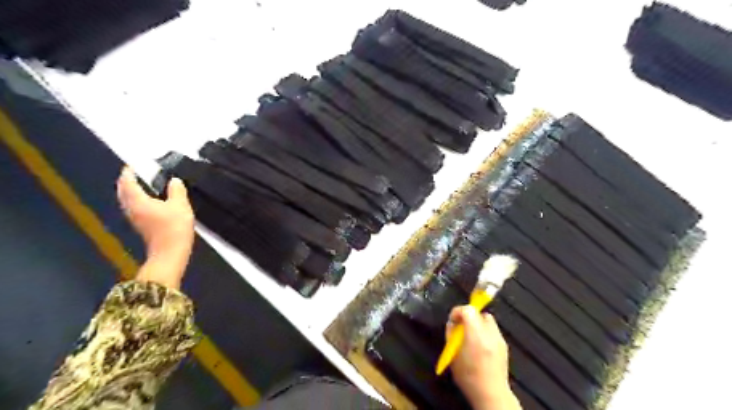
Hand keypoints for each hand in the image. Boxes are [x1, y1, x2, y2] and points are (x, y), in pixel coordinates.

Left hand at [115, 166, 194, 287]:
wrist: (170, 252)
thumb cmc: (174, 228)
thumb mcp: (180, 205)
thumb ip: (177, 190)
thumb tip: (174, 181)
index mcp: (138, 201)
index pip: (128, 183)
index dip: (128, 173)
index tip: (131, 166)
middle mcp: (132, 209)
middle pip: (123, 192)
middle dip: (126, 182)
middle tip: (132, 174)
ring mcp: (135, 219)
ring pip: (127, 201)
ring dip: (130, 191)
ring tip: (139, 185)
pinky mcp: (142, 226)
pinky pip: (134, 208)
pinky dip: (136, 200)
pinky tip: (148, 201)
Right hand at [447, 306, 520, 409]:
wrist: (491, 394)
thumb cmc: (468, 376)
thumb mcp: (452, 356)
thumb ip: (451, 336)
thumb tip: (451, 324)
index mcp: (475, 335)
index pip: (468, 310)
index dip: (458, 311)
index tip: (453, 320)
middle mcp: (490, 334)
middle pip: (479, 313)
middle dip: (469, 316)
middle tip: (462, 327)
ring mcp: (499, 339)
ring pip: (488, 320)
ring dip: (478, 323)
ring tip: (471, 335)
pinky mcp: (504, 345)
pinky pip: (493, 330)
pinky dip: (485, 331)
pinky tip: (480, 345)